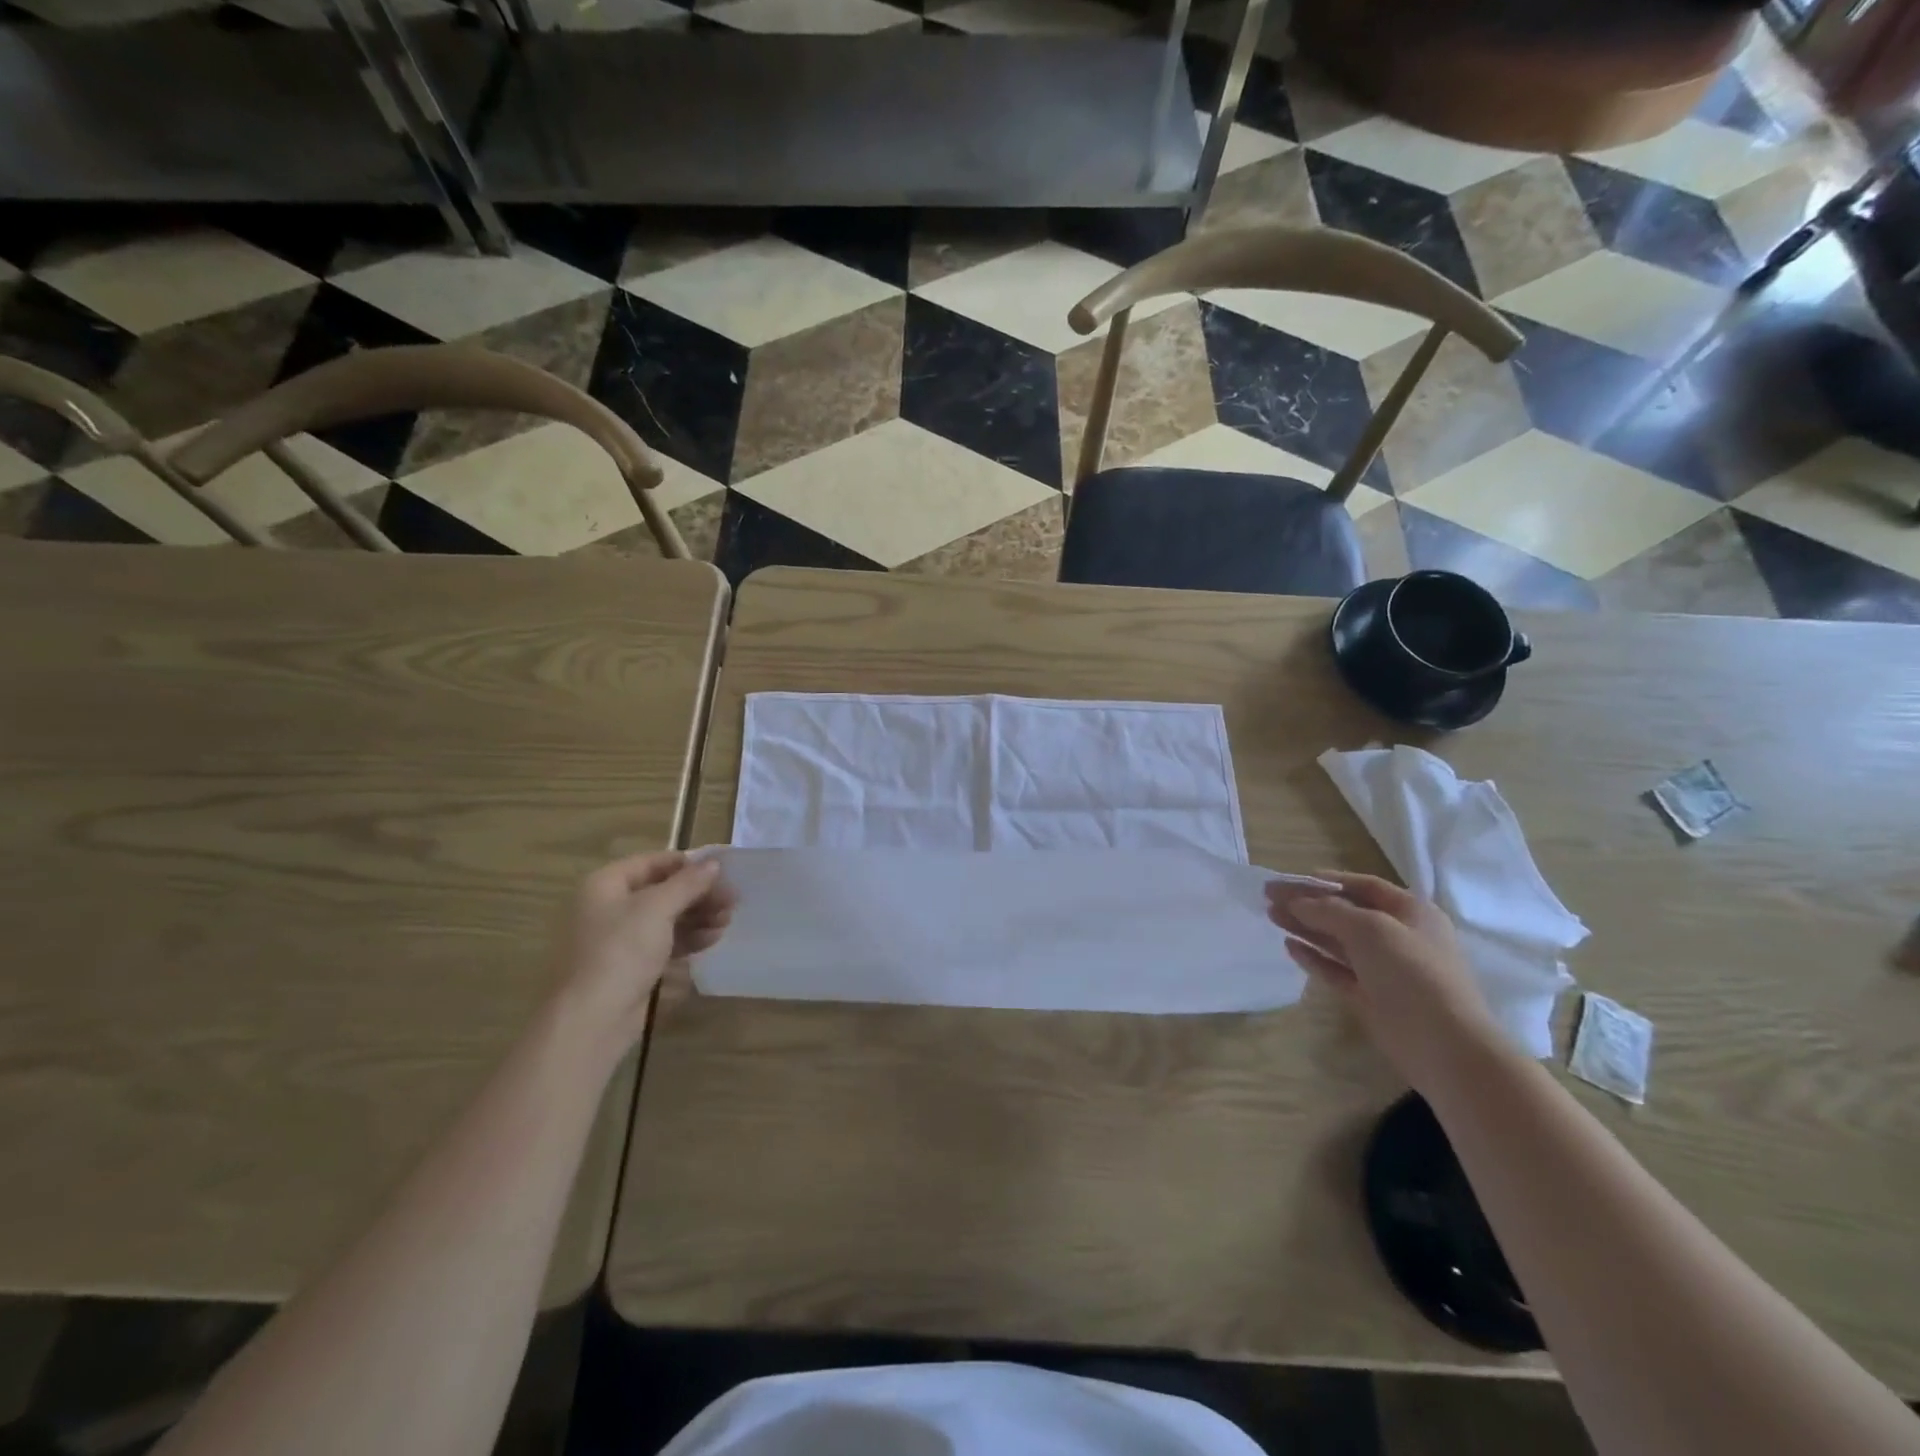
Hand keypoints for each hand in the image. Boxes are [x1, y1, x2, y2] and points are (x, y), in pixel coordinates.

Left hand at [553, 852, 735, 1050]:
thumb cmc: (620, 951)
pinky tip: (712, 939)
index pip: (653, 862)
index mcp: (606, 885)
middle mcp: (609, 906)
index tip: (722, 871)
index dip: (688, 864)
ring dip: (698, 916)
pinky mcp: (631, 965)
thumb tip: (714, 863)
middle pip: (663, 890)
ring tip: (727, 921)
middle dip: (699, 894)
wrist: (591, 1019)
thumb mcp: (658, 909)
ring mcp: (619, 938)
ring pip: (666, 917)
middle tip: (732, 900)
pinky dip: (688, 938)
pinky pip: (664, 942)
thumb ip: (688, 883)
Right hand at [1266, 871, 1501, 1091]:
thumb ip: (1328, 910)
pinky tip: (1289, 946)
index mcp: (1411, 912)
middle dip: (1308, 903)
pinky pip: (1336, 970)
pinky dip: (1313, 957)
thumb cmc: (1412, 973)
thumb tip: (1295, 901)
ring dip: (1305, 926)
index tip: (1292, 878)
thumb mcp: (1369, 929)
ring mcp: (1383, 969)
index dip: (1329, 880)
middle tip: (1269, 896)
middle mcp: (1398, 936)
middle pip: (1346, 912)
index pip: (1364, 886)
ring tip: (1270, 915)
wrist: (1445, 1045)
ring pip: (1337, 940)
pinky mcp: (1370, 996)